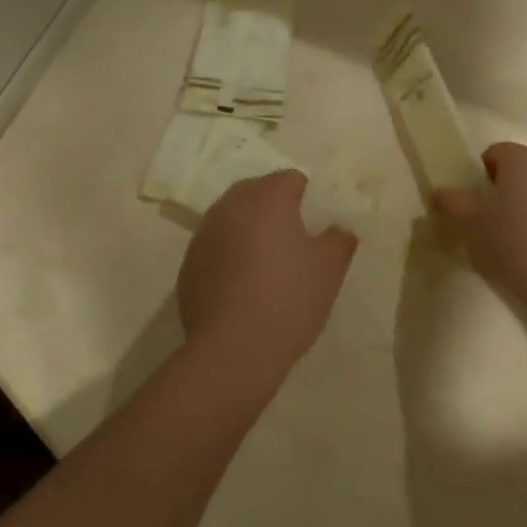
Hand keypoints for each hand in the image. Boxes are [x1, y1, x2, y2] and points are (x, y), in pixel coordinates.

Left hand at [178, 171, 356, 380]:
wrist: (234, 348)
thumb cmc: (289, 298)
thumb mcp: (330, 269)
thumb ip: (339, 239)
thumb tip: (338, 229)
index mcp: (266, 197)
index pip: (290, 178)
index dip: (307, 197)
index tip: (316, 225)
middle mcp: (230, 206)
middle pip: (256, 192)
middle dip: (274, 208)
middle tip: (294, 241)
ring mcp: (204, 235)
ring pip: (232, 218)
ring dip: (249, 230)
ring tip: (267, 264)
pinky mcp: (188, 265)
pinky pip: (215, 247)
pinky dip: (229, 255)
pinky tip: (243, 286)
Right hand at [433, 144, 526, 324]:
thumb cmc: (513, 245)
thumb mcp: (470, 225)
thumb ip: (452, 202)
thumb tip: (440, 191)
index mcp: (522, 161)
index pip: (495, 152)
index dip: (481, 175)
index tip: (476, 203)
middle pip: (522, 168)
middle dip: (506, 188)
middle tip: (493, 220)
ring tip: (519, 237)